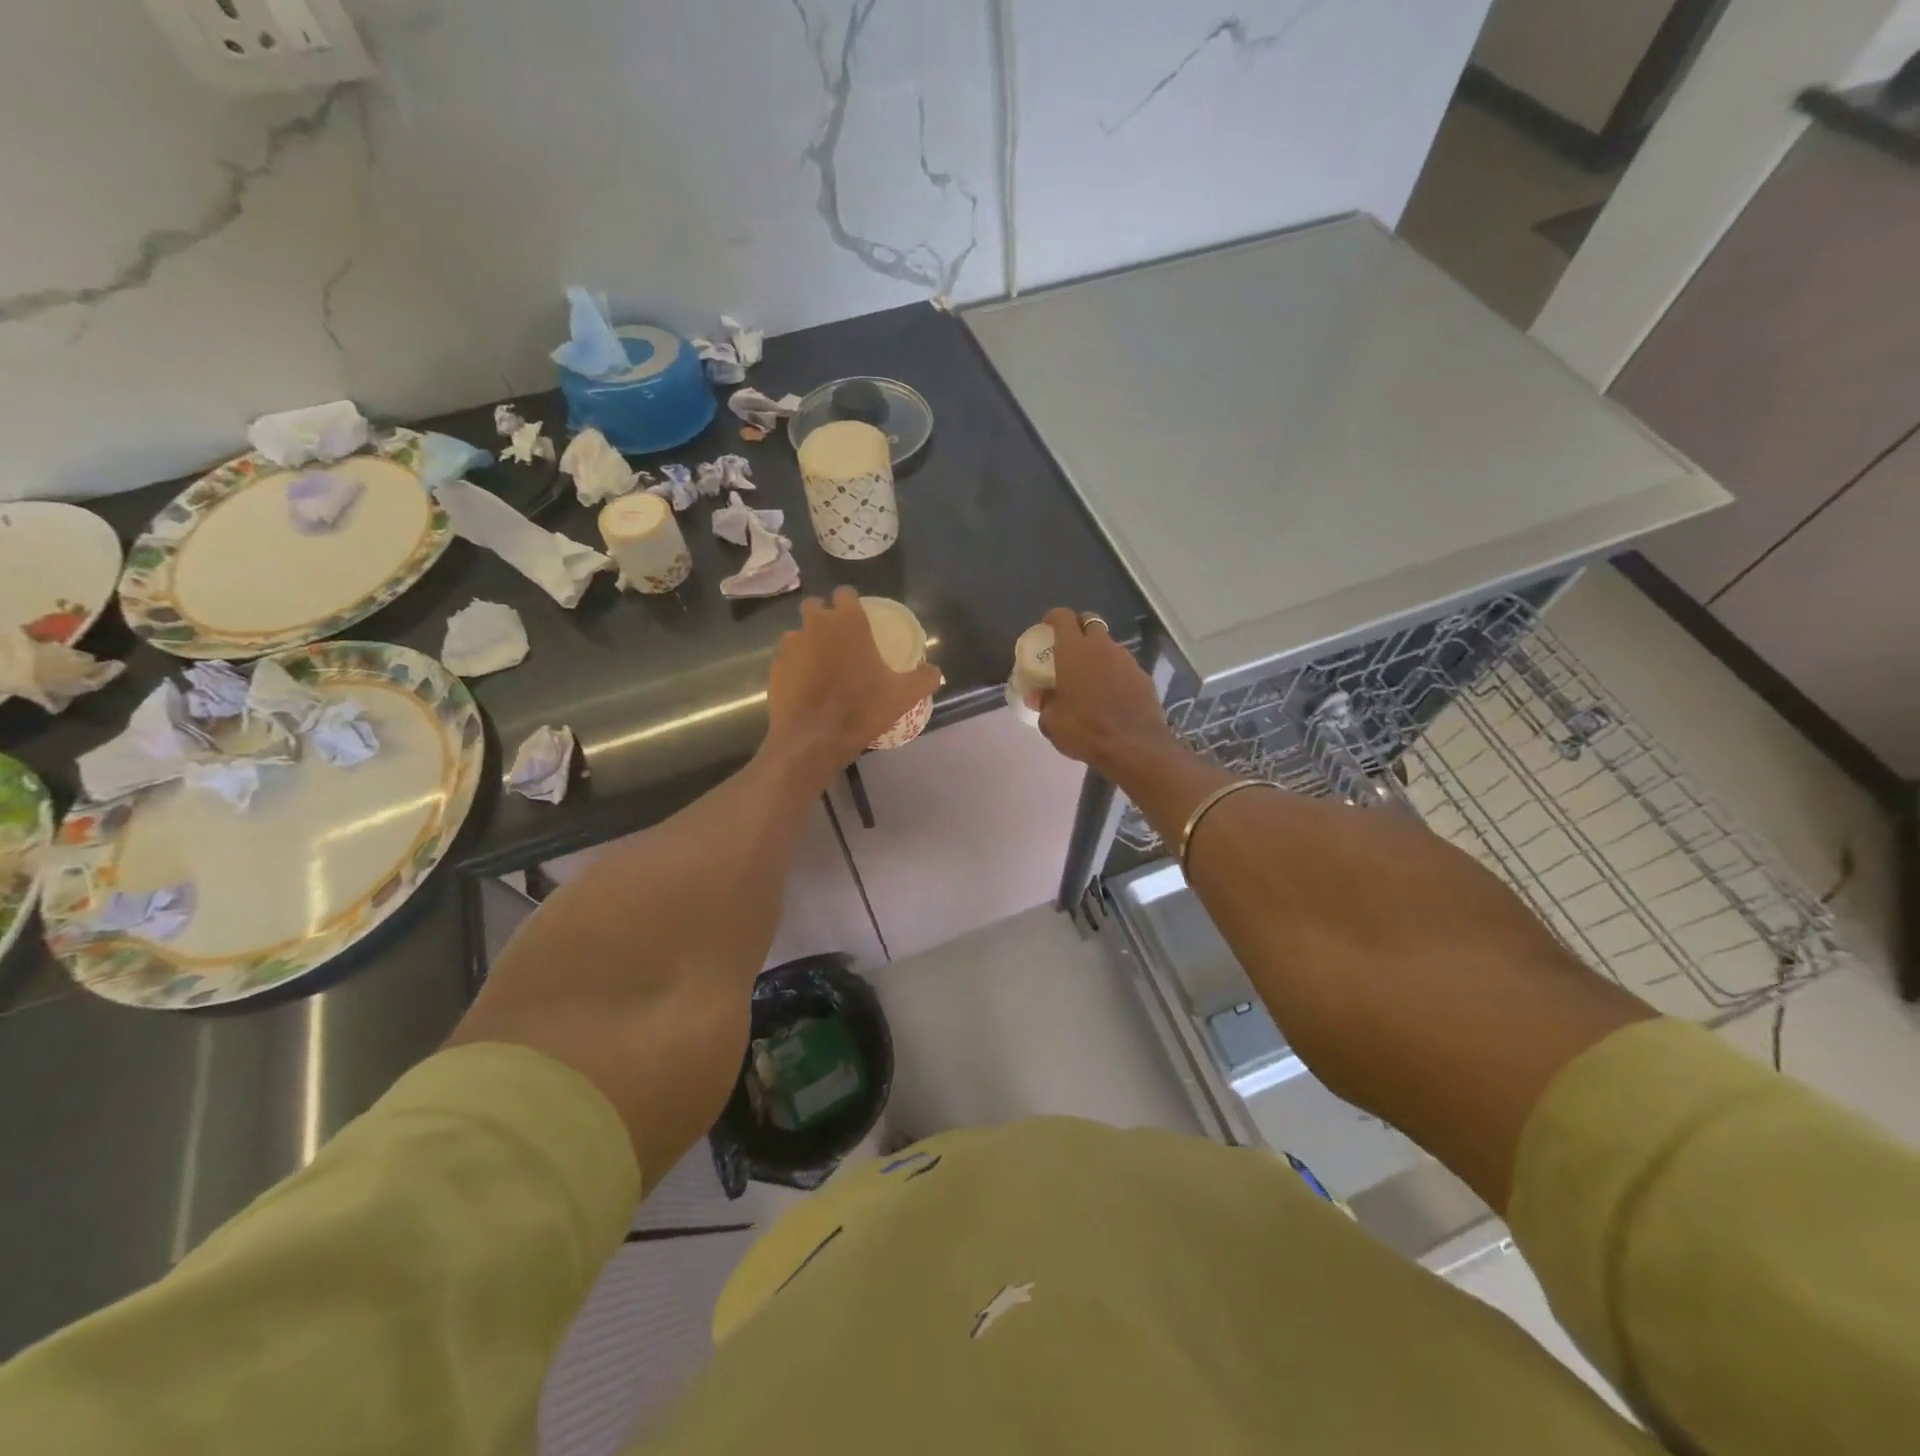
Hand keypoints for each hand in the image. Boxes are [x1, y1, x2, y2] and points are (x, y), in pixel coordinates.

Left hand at [766, 587, 939, 777]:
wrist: (813, 739)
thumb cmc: (862, 709)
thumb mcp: (903, 695)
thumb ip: (923, 678)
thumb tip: (936, 672)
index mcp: (848, 623)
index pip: (845, 593)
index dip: (851, 603)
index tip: (858, 618)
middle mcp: (816, 624)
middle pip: (815, 606)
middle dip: (824, 616)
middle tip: (838, 640)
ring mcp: (791, 645)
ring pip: (798, 632)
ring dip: (808, 642)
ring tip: (821, 666)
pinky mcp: (775, 667)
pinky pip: (787, 658)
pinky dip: (795, 666)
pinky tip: (806, 686)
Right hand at [1035, 608, 1177, 778]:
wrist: (1134, 747)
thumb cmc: (1086, 730)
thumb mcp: (1052, 722)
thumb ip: (1044, 702)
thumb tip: (1038, 695)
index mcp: (1074, 650)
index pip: (1062, 617)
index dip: (1053, 618)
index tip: (1046, 628)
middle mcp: (1102, 647)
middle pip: (1090, 623)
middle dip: (1078, 629)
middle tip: (1068, 649)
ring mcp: (1127, 660)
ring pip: (1109, 645)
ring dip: (1098, 653)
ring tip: (1090, 676)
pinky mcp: (1144, 676)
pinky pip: (1124, 666)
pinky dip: (1115, 672)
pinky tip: (1111, 694)